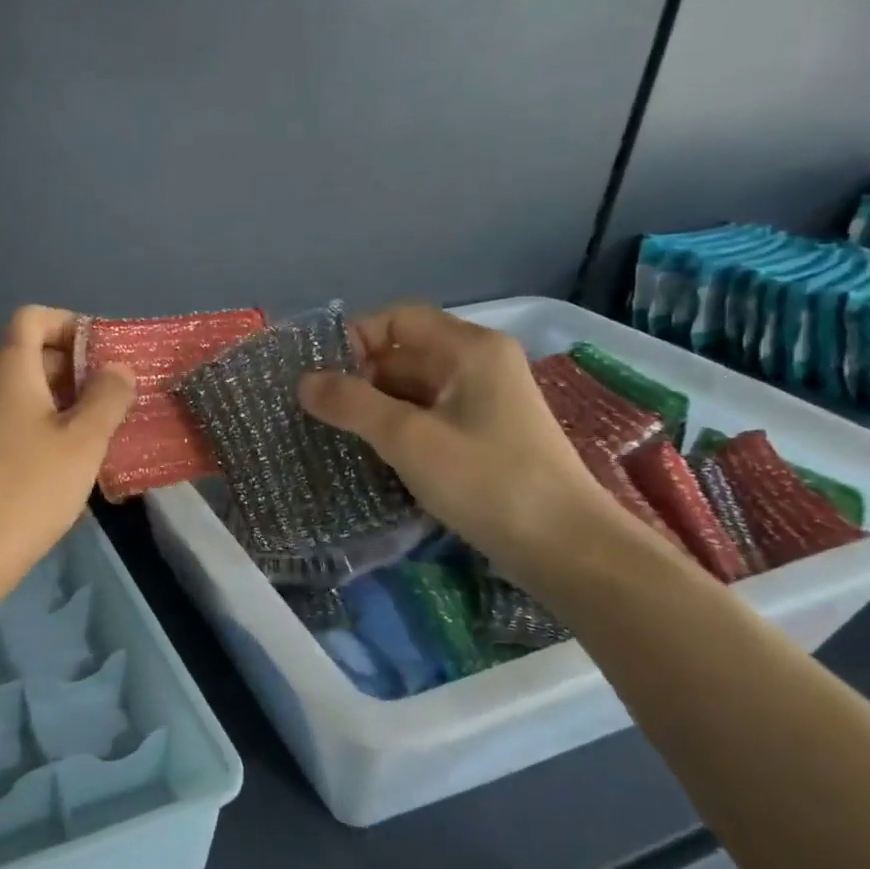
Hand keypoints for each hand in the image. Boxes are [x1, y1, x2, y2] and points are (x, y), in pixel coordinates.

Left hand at [0, 306, 135, 600]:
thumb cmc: (29, 486)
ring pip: (27, 393)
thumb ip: (107, 397)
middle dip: (76, 367)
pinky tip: (73, 462)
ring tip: (104, 430)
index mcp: (11, 368)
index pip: (33, 317)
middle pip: (32, 354)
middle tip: (116, 395)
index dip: (70, 323)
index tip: (105, 352)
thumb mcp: (83, 440)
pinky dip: (48, 428)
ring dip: (66, 402)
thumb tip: (119, 368)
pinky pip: (18, 423)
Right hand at [297, 303, 623, 577]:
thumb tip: (303, 382)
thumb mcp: (409, 439)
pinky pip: (425, 416)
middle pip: (402, 353)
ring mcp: (482, 401)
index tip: (319, 376)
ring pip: (411, 388)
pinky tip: (367, 453)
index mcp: (468, 349)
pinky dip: (393, 427)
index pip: (396, 319)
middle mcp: (477, 364)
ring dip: (371, 406)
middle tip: (315, 409)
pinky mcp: (482, 435)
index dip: (353, 338)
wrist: (566, 549)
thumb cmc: (487, 481)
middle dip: (357, 377)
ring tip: (331, 433)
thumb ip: (352, 404)